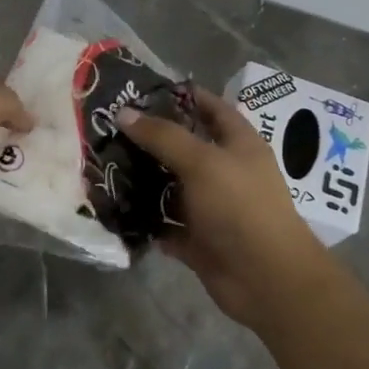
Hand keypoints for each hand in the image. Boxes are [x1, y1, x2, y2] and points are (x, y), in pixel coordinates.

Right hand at [118, 89, 332, 329]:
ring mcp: (211, 206)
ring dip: (143, 179)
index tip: (141, 89)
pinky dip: (145, 219)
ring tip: (103, 163)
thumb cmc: (240, 207)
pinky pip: (165, 223)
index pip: (210, 107)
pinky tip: (114, 207)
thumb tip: (123, 113)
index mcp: (238, 143)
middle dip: (151, 138)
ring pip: (171, 186)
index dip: (181, 95)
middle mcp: (225, 171)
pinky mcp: (198, 238)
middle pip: (184, 146)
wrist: (266, 279)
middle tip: (109, 126)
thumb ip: (163, 136)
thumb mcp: (202, 162)